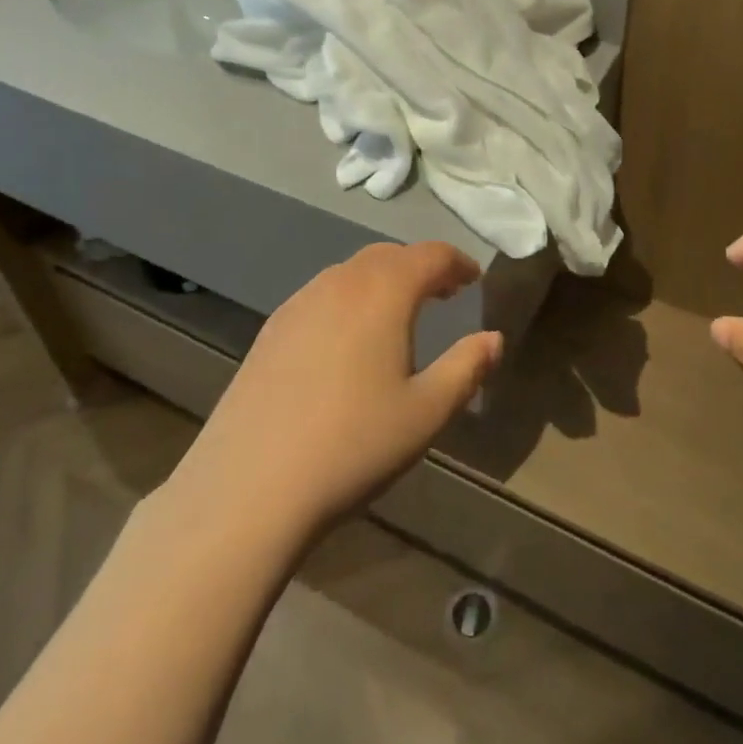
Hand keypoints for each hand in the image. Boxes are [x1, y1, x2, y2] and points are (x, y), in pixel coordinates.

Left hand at [164, 242, 500, 544]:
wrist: (248, 488)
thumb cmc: (353, 446)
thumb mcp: (426, 412)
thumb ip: (467, 368)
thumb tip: (493, 338)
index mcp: (383, 292)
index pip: (430, 255)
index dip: (458, 262)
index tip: (474, 280)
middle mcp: (340, 283)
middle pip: (389, 256)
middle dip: (421, 267)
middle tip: (443, 293)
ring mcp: (299, 303)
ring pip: (351, 272)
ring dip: (383, 281)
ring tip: (399, 314)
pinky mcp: (270, 330)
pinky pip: (322, 295)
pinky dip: (349, 299)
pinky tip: (348, 340)